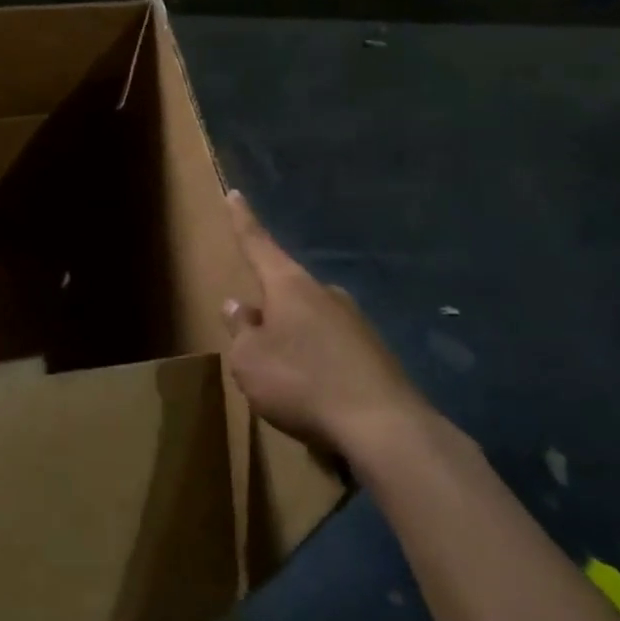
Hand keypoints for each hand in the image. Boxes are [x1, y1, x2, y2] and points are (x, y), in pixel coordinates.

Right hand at [222, 189, 428, 465]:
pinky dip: (319, 363)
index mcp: (289, 286)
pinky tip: (316, 393)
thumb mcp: (250, 359)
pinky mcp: (375, 353)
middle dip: (269, 308)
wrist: (384, 427)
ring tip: (284, 377)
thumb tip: (240, 306)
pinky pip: (333, 349)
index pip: (258, 244)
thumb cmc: (301, 382)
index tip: (235, 194)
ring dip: (295, 339)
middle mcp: (325, 294)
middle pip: (287, 290)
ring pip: (311, 322)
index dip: (243, 221)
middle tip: (255, 339)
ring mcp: (356, 322)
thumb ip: (241, 330)